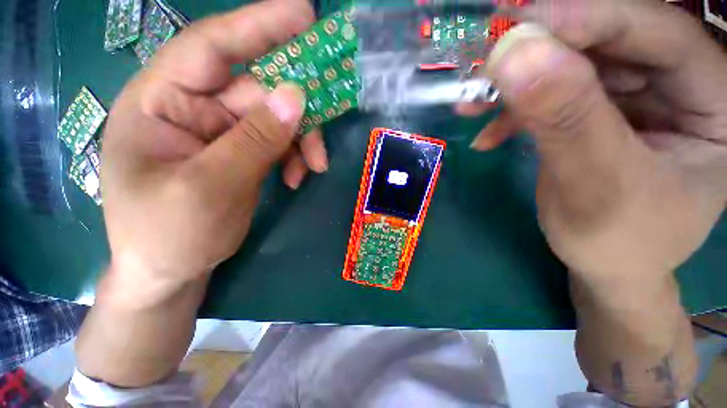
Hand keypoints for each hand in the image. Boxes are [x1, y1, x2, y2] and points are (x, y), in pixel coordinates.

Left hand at [100, 0, 324, 304]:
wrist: (170, 270)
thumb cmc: (168, 234)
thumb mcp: (210, 188)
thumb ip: (254, 140)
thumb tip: (297, 97)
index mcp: (162, 101)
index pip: (214, 47)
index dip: (260, 25)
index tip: (306, 14)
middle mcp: (194, 108)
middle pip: (260, 88)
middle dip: (299, 106)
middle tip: (332, 114)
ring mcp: (223, 132)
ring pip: (278, 119)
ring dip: (302, 140)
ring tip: (315, 166)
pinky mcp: (244, 154)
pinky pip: (280, 143)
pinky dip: (296, 157)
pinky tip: (299, 178)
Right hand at [458, 0, 726, 282]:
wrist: (608, 267)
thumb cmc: (619, 242)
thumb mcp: (596, 186)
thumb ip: (564, 119)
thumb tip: (516, 54)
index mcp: (714, 102)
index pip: (658, 33)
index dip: (589, 19)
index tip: (519, 27)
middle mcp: (680, 86)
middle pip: (610, 42)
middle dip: (542, 54)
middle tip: (484, 68)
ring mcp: (638, 97)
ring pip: (574, 66)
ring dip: (518, 86)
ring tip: (473, 104)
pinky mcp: (599, 112)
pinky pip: (554, 96)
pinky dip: (515, 113)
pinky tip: (488, 133)